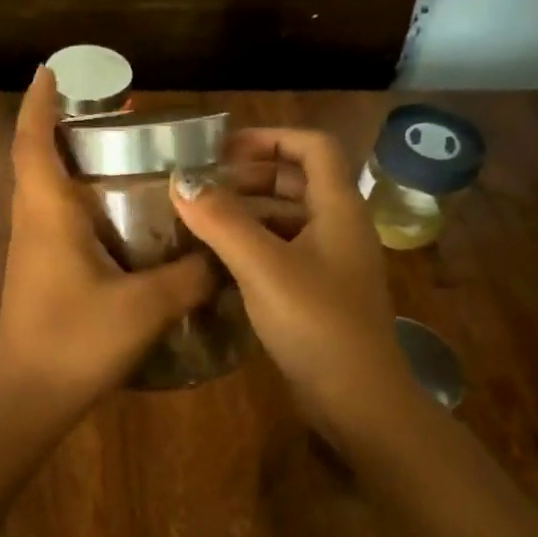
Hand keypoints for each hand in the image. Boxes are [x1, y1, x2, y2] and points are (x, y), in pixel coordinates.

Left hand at [0, 67, 214, 416]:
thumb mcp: (145, 307)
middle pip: (39, 160)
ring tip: (122, 155)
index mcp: (47, 215)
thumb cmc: (77, 342)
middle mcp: (32, 224)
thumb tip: (222, 255)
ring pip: (47, 191)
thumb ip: (190, 275)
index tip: (51, 71)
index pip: (33, 143)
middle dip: (66, 128)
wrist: (29, 400)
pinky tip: (121, 218)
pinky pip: (57, 221)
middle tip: (113, 113)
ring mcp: (31, 251)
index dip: (39, 103)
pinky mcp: (39, 274)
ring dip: (74, 165)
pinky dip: (81, 202)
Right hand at [170, 128, 408, 437]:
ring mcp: (331, 263)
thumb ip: (222, 221)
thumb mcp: (264, 267)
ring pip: (287, 219)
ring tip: (201, 220)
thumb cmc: (316, 322)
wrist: (357, 398)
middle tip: (203, 186)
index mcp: (338, 208)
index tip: (222, 149)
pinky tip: (218, 261)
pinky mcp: (318, 293)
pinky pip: (283, 252)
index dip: (271, 138)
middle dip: (250, 176)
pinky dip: (252, 246)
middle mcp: (339, 228)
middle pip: (297, 181)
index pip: (313, 147)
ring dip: (247, 213)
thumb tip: (180, 180)